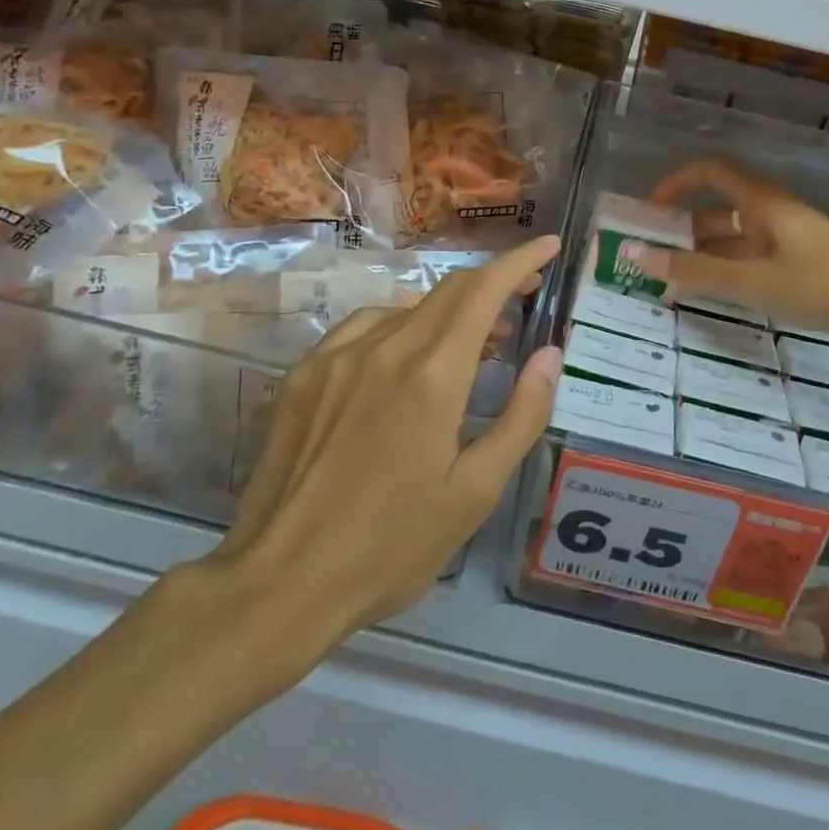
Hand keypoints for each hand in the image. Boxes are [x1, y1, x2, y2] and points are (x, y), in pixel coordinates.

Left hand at [198, 236, 563, 673]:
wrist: (278, 584)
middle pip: (447, 291)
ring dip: (447, 312)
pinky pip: (363, 329)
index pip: (483, 291)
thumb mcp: (474, 493)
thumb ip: (521, 416)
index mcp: (432, 375)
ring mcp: (336, 356)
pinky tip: (402, 361)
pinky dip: (399, 328)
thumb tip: (550, 355)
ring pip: (405, 308)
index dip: (519, 262)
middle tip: (524, 298)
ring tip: (471, 345)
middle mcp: (384, 348)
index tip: (547, 246)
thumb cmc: (390, 547)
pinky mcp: (303, 374)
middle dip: (492, 283)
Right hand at [645, 160, 828, 361]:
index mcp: (761, 202)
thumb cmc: (822, 283)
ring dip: (707, 255)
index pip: (711, 172)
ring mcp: (791, 238)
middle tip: (657, 260)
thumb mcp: (752, 281)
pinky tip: (723, 296)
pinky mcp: (806, 262)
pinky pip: (756, 258)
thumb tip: (634, 254)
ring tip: (679, 285)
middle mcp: (774, 212)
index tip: (650, 211)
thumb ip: (694, 271)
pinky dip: (732, 271)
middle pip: (720, 209)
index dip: (677, 183)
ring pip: (738, 238)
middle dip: (685, 230)